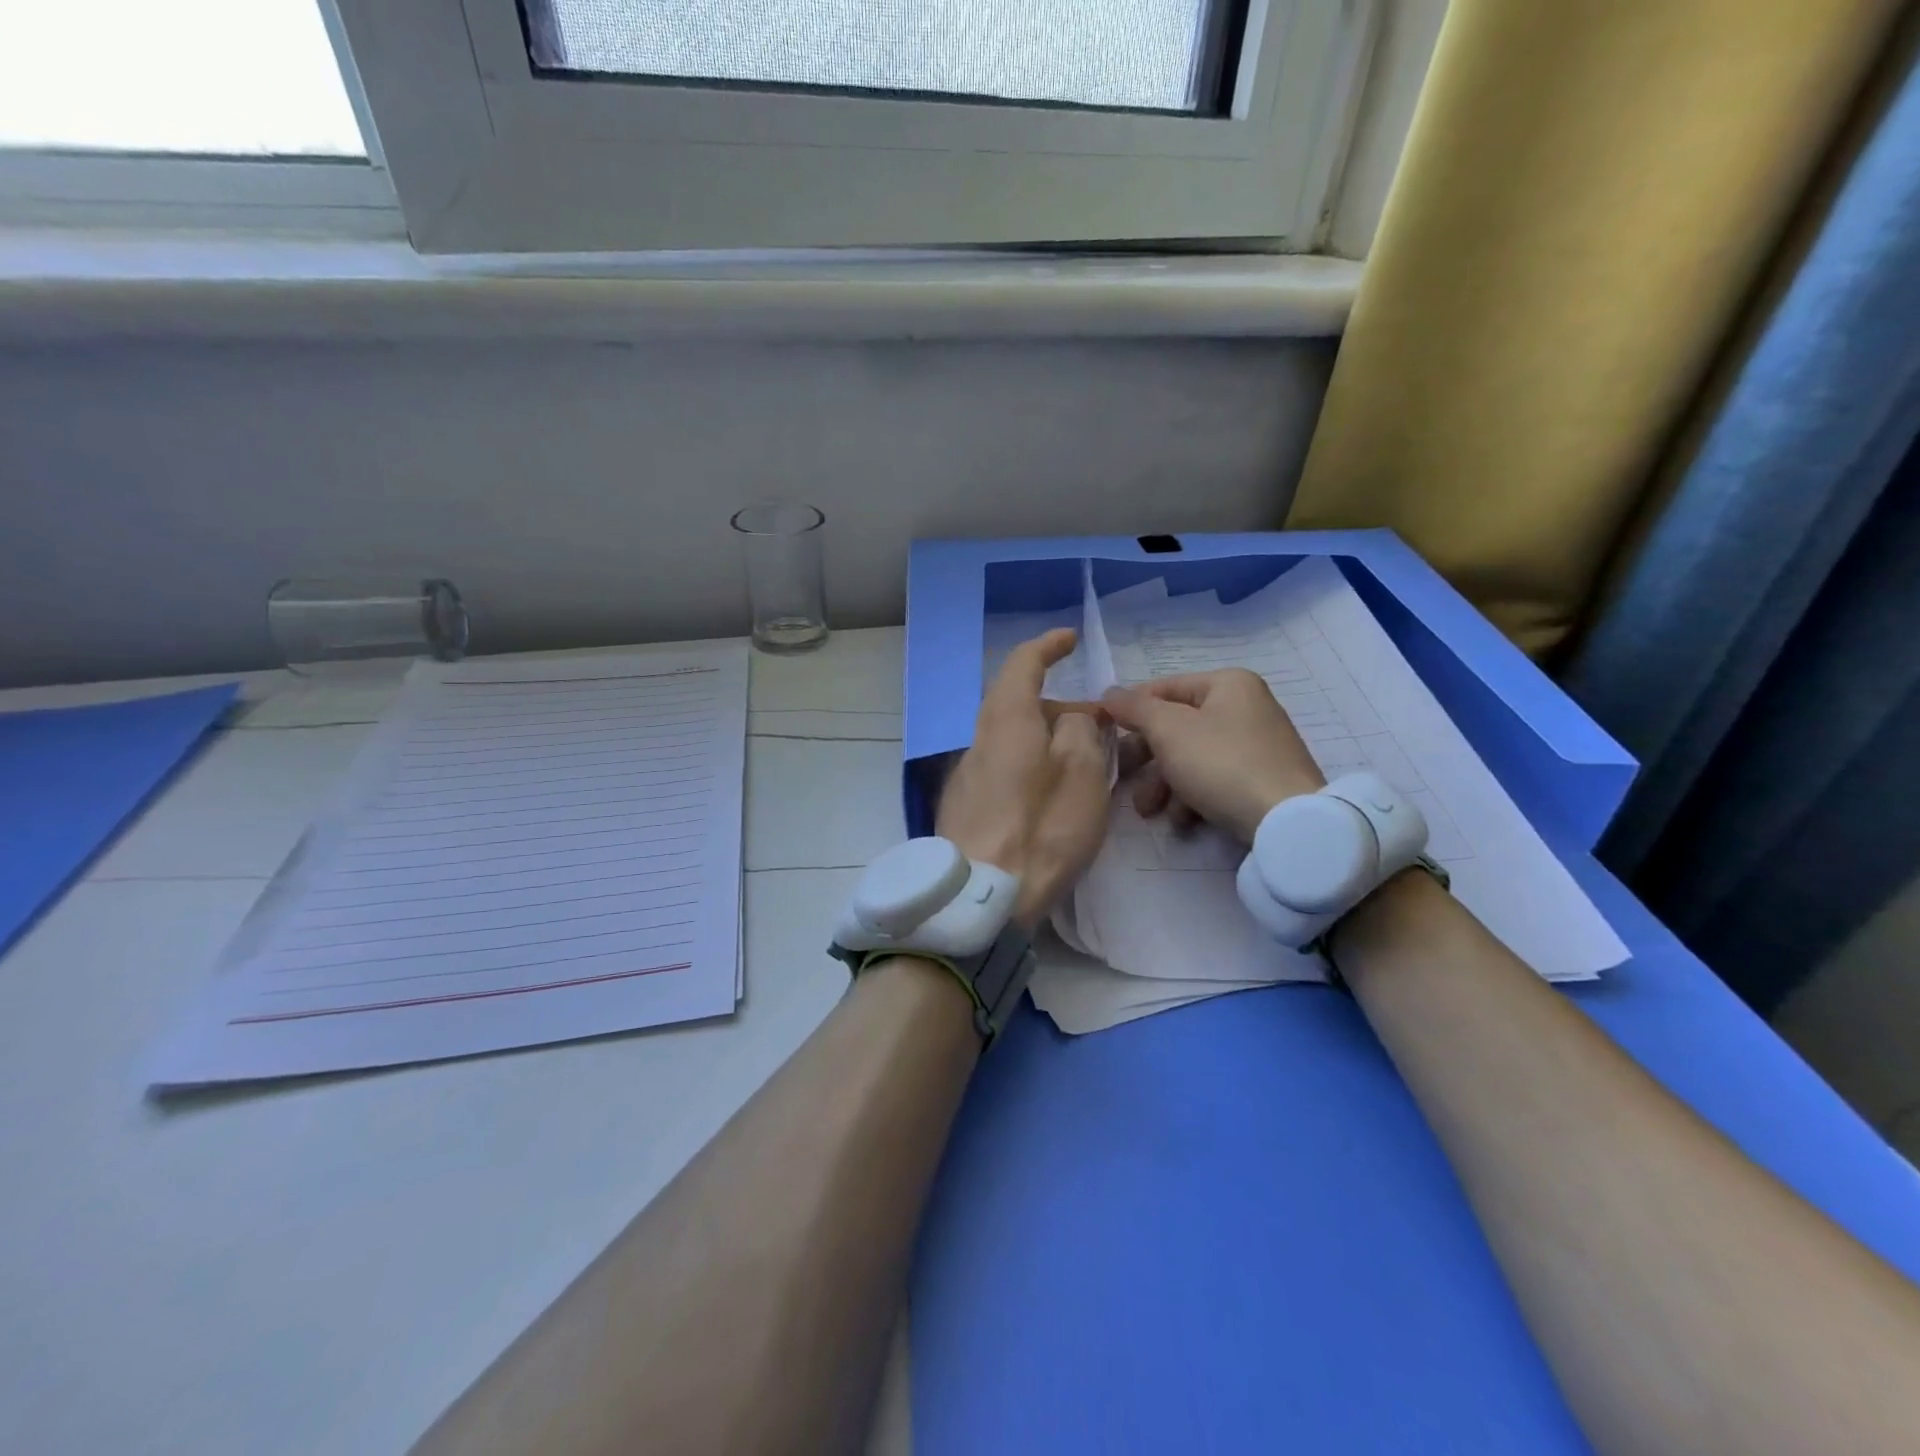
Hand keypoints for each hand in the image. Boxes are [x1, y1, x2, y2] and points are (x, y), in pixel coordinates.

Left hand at [936, 629, 1111, 927]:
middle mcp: (978, 740)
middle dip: (1058, 707)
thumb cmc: (1041, 828)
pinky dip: (1029, 767)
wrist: (980, 896)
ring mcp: (966, 776)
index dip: (1047, 647)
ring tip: (1082, 767)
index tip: (1068, 639)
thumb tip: (1069, 718)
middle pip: (1017, 706)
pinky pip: (1002, 770)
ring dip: (1045, 741)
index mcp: (1006, 720)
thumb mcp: (1082, 772)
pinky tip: (1049, 798)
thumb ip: (1080, 731)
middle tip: (1097, 728)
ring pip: (1010, 741)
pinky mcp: (963, 808)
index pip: (1022, 665)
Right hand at [1102, 668, 1323, 842]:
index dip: (1130, 709)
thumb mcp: (1169, 730)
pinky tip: (1181, 820)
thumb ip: (1135, 708)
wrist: (1287, 821)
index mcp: (1228, 684)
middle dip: (1146, 757)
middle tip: (1121, 779)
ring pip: (1193, 756)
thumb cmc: (1221, 763)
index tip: (1104, 735)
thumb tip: (1109, 693)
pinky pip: (1215, 779)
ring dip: (1163, 783)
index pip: (1164, 688)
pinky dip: (1192, 796)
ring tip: (1148, 810)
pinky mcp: (1261, 779)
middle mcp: (1245, 707)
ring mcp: (1257, 745)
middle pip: (1177, 726)